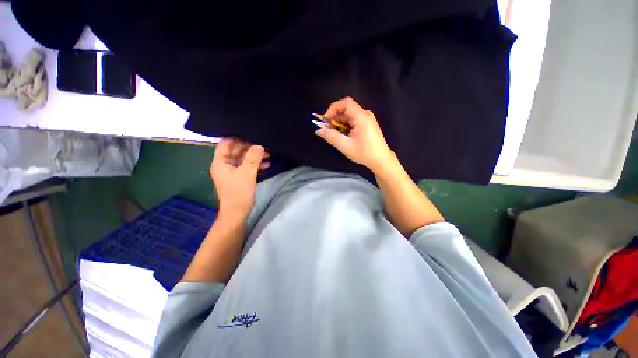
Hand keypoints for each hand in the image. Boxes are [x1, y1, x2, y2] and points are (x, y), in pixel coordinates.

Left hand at [210, 138, 268, 219]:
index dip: (237, 138)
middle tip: (263, 145)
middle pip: (236, 150)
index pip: (226, 143)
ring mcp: (232, 171)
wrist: (238, 212)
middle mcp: (224, 165)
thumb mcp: (247, 173)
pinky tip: (266, 165)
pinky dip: (256, 165)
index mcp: (220, 162)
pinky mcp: (239, 177)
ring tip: (268, 154)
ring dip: (255, 156)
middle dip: (250, 147)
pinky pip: (247, 167)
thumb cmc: (239, 192)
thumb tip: (260, 145)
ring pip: (243, 158)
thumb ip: (253, 158)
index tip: (251, 135)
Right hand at [315, 97, 396, 172]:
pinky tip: (342, 134)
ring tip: (334, 133)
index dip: (333, 108)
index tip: (326, 120)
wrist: (381, 160)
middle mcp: (365, 114)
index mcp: (361, 117)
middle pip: (347, 109)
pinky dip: (345, 125)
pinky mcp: (367, 123)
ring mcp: (367, 119)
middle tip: (327, 129)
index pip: (346, 103)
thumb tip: (318, 130)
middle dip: (334, 117)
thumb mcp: (345, 146)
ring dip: (339, 122)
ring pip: (349, 115)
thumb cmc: (364, 153)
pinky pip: (353, 119)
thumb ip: (331, 137)